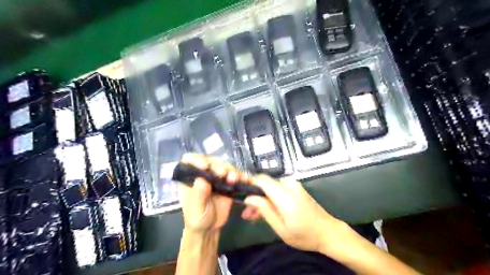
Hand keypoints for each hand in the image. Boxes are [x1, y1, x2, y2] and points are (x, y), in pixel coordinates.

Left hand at [178, 154, 249, 232]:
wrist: (210, 229)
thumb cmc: (197, 218)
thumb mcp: (196, 209)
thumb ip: (198, 195)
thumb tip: (201, 180)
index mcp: (190, 177)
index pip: (190, 160)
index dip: (197, 159)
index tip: (205, 166)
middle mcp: (203, 174)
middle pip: (210, 160)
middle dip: (217, 165)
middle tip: (222, 173)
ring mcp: (216, 177)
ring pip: (224, 166)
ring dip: (230, 170)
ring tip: (234, 179)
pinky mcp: (227, 182)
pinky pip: (234, 175)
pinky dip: (240, 175)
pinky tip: (244, 179)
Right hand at [245, 175, 352, 254]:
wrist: (327, 232)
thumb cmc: (304, 234)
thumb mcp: (281, 228)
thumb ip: (265, 210)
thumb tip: (249, 198)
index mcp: (285, 195)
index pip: (262, 180)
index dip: (250, 183)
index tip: (241, 193)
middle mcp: (289, 185)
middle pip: (265, 185)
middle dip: (254, 196)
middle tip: (247, 213)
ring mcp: (294, 186)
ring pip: (271, 188)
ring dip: (262, 199)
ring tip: (256, 215)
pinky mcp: (296, 188)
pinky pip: (278, 189)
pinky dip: (271, 198)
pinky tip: (268, 210)